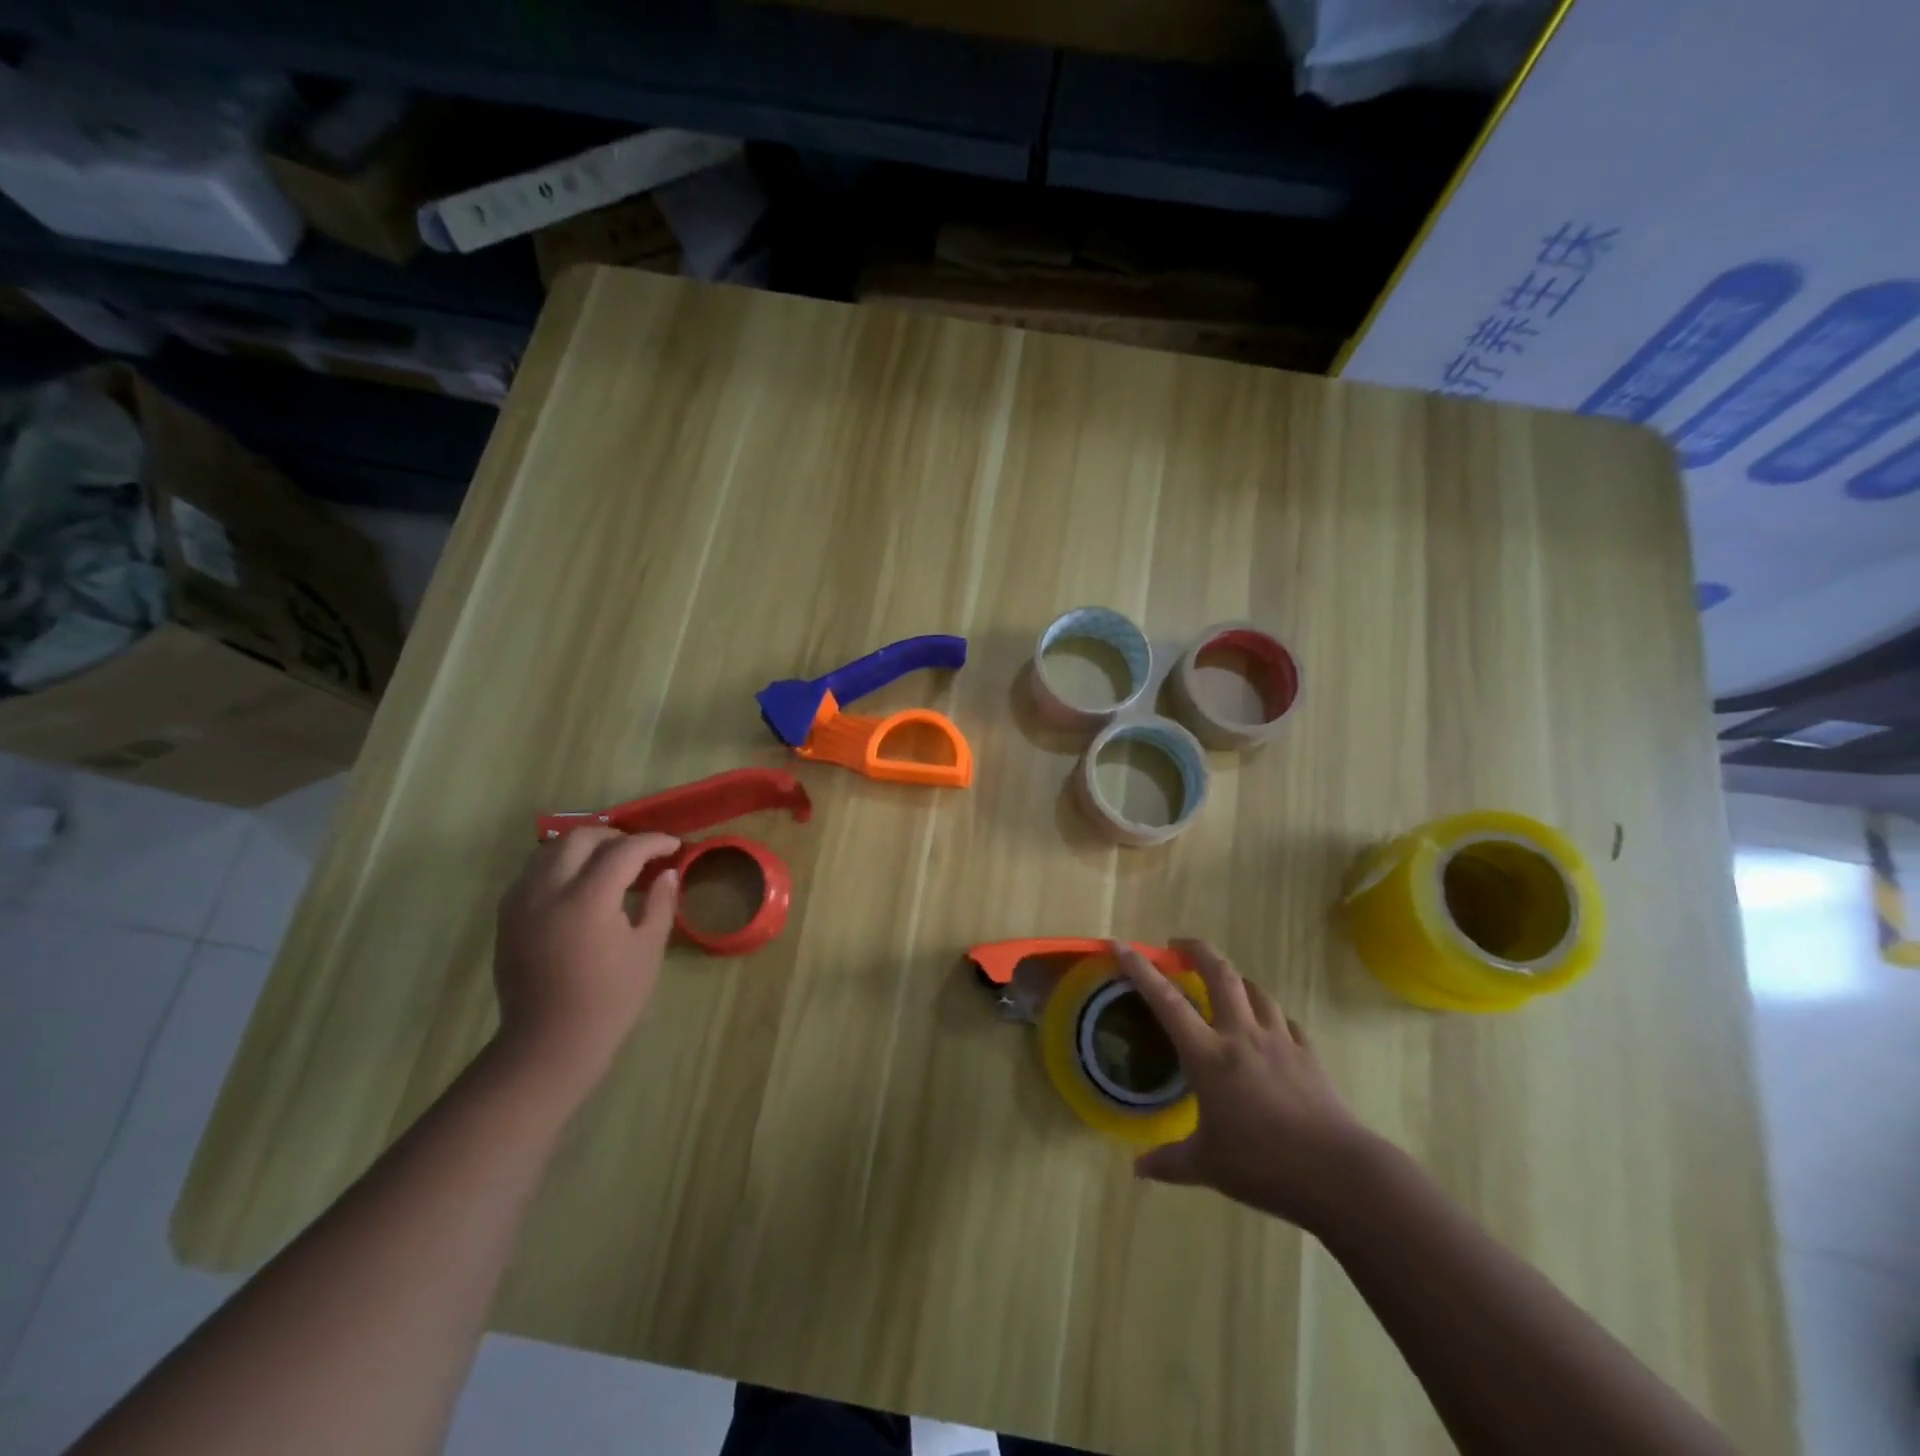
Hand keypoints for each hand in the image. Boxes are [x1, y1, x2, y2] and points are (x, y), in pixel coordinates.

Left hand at [491, 829, 679, 1104]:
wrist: (550, 1042)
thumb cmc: (610, 999)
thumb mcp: (648, 950)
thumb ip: (660, 903)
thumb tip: (667, 873)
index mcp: (588, 900)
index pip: (623, 850)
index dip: (653, 842)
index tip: (673, 847)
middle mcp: (548, 891)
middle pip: (581, 837)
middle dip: (616, 837)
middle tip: (641, 853)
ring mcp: (521, 902)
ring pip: (551, 848)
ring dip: (585, 846)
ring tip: (609, 863)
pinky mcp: (507, 915)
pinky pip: (533, 871)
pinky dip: (560, 864)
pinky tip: (579, 884)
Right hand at [1112, 938, 1374, 1232]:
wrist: (1339, 1174)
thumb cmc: (1264, 1165)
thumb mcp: (1208, 1167)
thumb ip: (1170, 1162)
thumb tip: (1137, 1169)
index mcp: (1209, 1055)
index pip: (1167, 1001)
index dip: (1142, 970)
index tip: (1122, 946)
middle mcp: (1242, 1035)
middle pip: (1220, 974)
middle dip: (1197, 950)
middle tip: (1178, 945)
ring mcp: (1279, 1041)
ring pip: (1255, 990)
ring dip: (1235, 978)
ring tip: (1224, 982)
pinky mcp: (1308, 1054)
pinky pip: (1285, 1021)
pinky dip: (1270, 1014)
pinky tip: (1269, 1025)